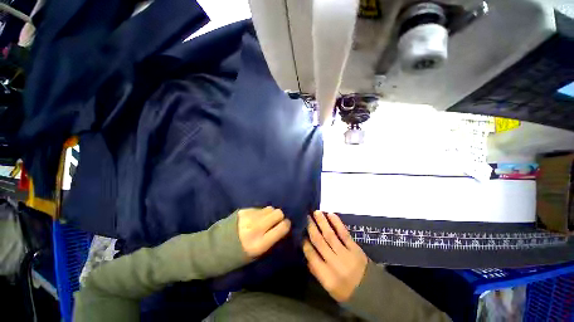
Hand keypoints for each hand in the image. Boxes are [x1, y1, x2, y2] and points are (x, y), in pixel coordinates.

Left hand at [237, 207, 290, 258]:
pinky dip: (259, 213)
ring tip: (263, 220)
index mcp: (260, 244)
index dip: (286, 225)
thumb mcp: (259, 254)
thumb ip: (272, 239)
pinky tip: (253, 219)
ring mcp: (249, 217)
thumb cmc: (240, 255)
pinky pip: (259, 208)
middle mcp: (256, 228)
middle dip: (279, 217)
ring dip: (269, 213)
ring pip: (269, 208)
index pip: (282, 227)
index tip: (285, 225)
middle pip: (277, 213)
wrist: (216, 248)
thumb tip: (283, 226)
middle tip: (274, 221)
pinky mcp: (243, 211)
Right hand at [303, 211, 367, 301]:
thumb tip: (306, 252)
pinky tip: (331, 215)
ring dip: (322, 222)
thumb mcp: (327, 286)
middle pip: (319, 242)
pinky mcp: (355, 248)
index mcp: (326, 275)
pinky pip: (344, 233)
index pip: (311, 255)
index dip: (304, 241)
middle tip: (306, 216)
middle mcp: (334, 263)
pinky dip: (337, 223)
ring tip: (316, 212)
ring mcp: (345, 254)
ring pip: (330, 235)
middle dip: (311, 227)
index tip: (300, 231)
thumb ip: (316, 270)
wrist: (370, 291)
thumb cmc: (345, 290)